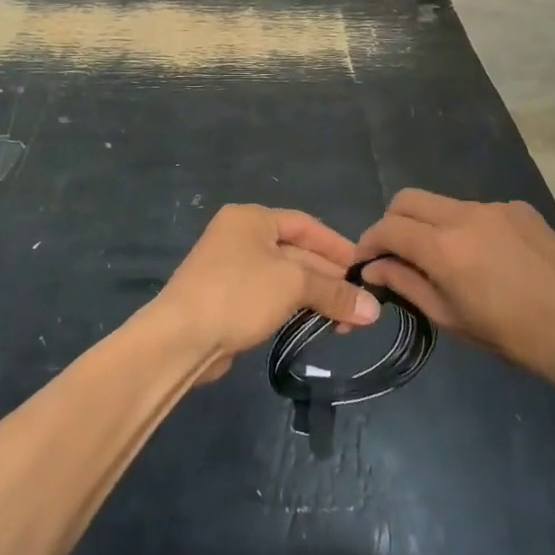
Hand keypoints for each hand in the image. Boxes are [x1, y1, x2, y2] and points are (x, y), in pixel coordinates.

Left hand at [156, 205, 380, 379]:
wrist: (181, 336)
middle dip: (329, 278)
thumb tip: (374, 309)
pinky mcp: (228, 300)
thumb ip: (334, 292)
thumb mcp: (292, 284)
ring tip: (346, 322)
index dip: (337, 245)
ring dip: (315, 296)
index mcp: (252, 218)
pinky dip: (294, 307)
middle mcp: (240, 237)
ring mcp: (231, 269)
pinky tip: (316, 324)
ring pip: (285, 278)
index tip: (364, 269)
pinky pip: (270, 296)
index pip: (305, 224)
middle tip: (361, 305)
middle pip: (296, 252)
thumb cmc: (238, 293)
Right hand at [357, 189, 554, 388]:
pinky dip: (464, 227)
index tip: (366, 262)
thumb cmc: (514, 337)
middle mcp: (464, 214)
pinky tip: (485, 258)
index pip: (388, 227)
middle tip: (396, 254)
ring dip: (429, 224)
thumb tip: (374, 267)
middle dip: (392, 222)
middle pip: (407, 199)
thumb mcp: (451, 318)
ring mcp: (494, 206)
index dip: (369, 242)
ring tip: (444, 261)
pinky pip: (476, 209)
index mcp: (444, 247)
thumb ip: (407, 284)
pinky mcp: (518, 208)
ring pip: (442, 203)